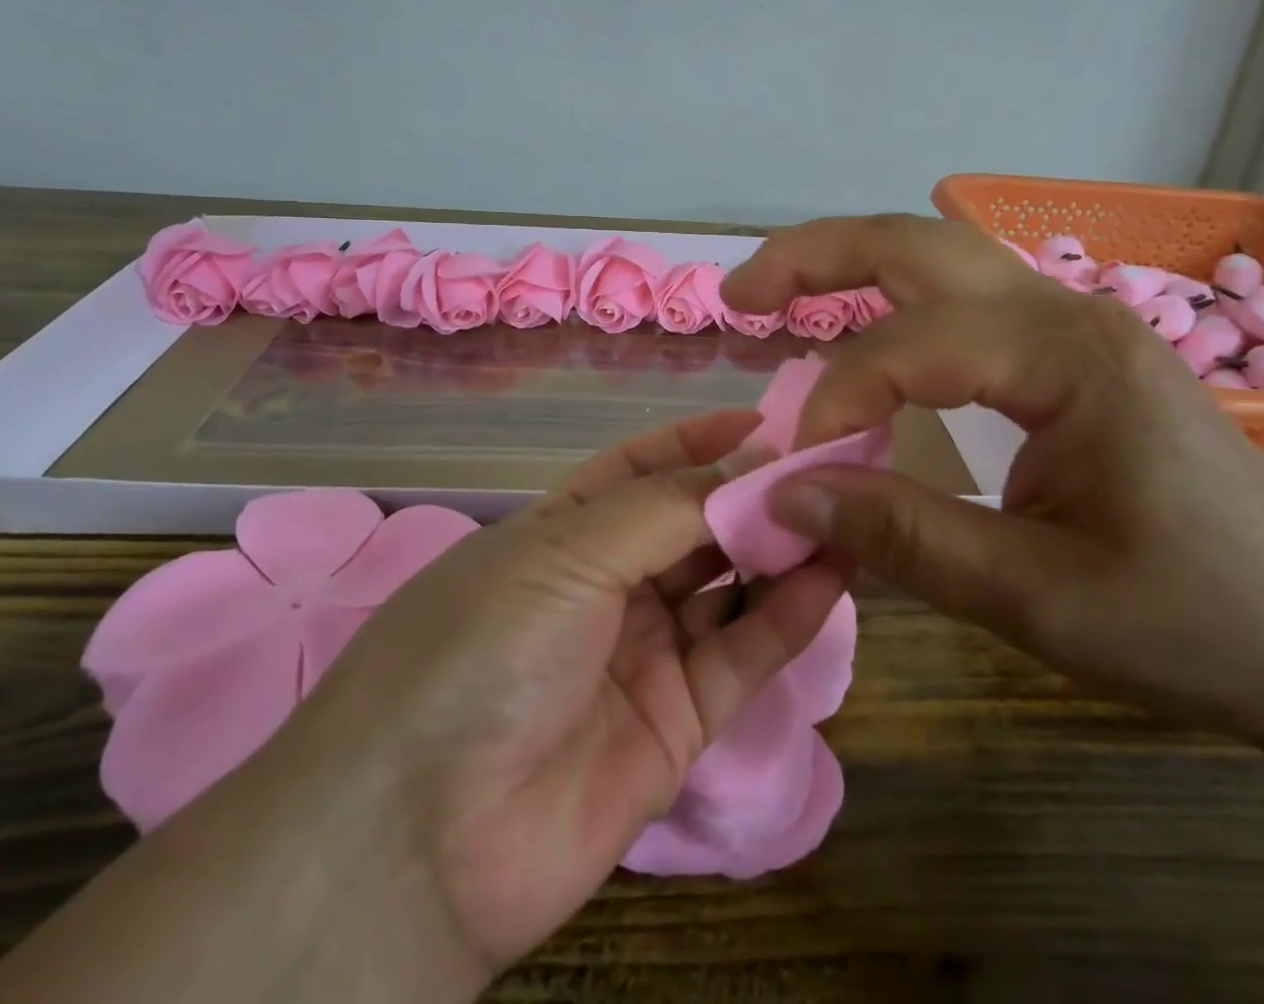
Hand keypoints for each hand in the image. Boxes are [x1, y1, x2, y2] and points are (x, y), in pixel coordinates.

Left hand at [271, 410, 847, 993]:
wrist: (418, 841)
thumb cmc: (484, 648)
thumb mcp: (568, 552)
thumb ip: (668, 508)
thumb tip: (754, 461)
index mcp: (563, 529)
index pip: (643, 467)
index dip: (702, 441)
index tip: (769, 421)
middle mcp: (606, 584)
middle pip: (694, 525)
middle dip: (754, 493)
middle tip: (829, 465)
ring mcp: (644, 653)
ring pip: (728, 587)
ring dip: (782, 549)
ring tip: (845, 510)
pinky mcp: (679, 722)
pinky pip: (743, 655)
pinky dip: (790, 615)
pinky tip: (834, 573)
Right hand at [720, 215, 1263, 750]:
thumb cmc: (1199, 625)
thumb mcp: (1038, 599)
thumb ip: (904, 536)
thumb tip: (787, 495)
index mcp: (1070, 358)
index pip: (915, 345)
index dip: (838, 394)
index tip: (795, 464)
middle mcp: (1068, 313)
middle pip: (919, 244)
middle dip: (816, 257)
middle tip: (739, 293)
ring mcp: (1073, 325)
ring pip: (940, 257)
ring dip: (850, 263)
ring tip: (777, 293)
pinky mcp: (1072, 353)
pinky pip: (963, 299)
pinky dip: (893, 301)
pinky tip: (862, 330)